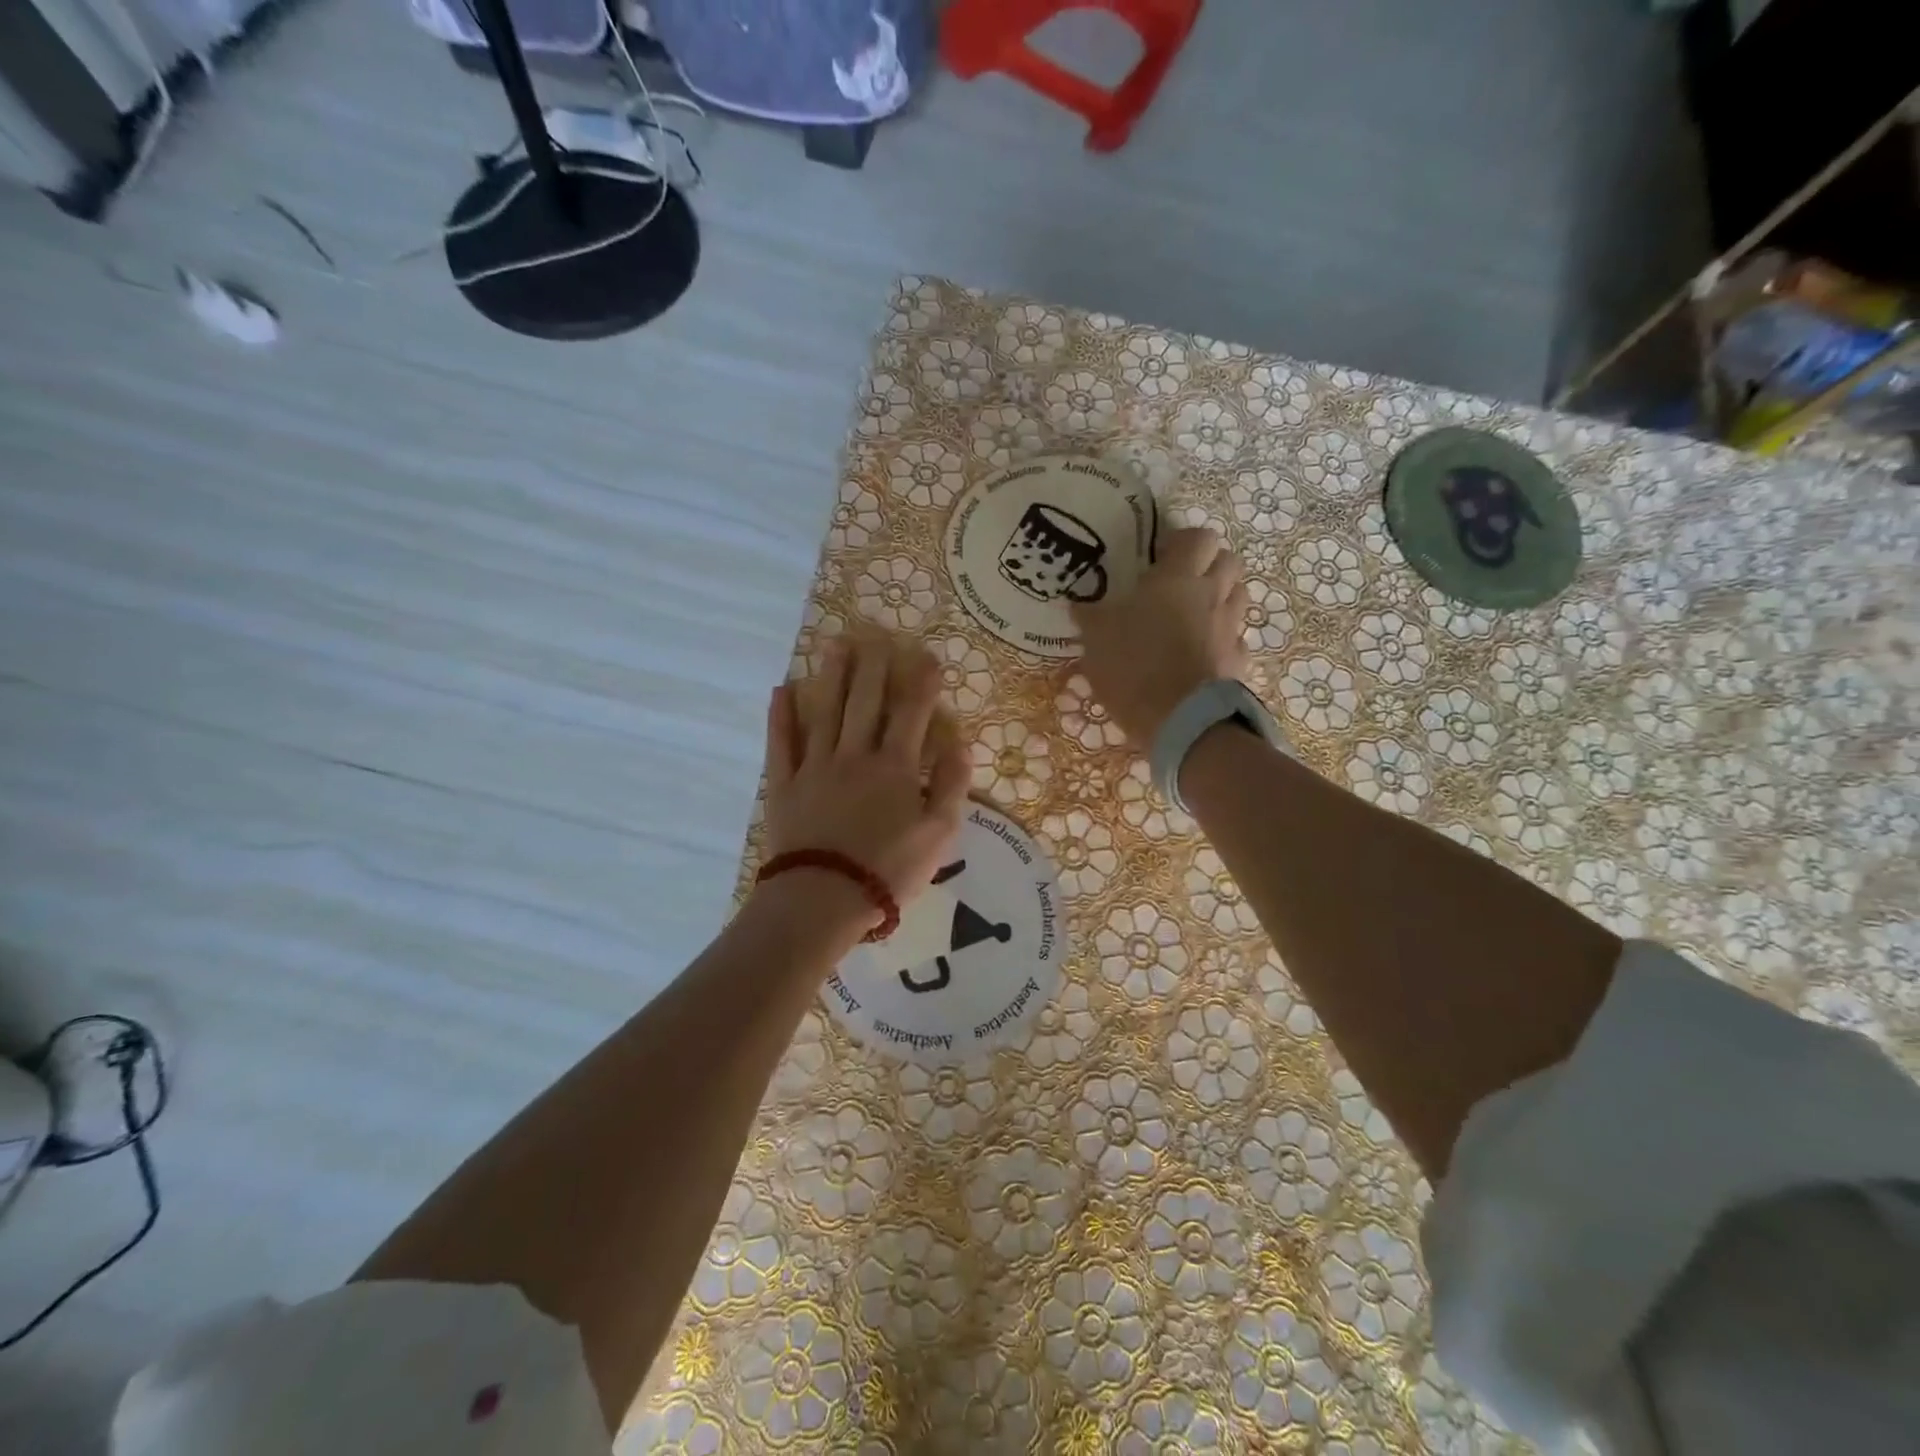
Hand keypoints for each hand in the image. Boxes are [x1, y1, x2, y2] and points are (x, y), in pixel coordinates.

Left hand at [762, 633, 970, 935]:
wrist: (823, 898)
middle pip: (865, 701)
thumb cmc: (888, 869)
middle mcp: (855, 755)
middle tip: (874, 634)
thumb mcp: (939, 835)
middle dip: (873, 666)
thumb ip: (952, 786)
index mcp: (895, 767)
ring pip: (825, 711)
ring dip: (831, 676)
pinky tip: (782, 690)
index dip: (922, 682)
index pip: (912, 713)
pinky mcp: (785, 785)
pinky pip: (781, 744)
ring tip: (835, 644)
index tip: (928, 655)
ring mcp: (816, 767)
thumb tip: (960, 743)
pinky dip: (781, 716)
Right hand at [1069, 527, 1250, 743]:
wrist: (1180, 721)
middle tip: (1182, 582)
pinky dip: (1223, 640)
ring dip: (1221, 597)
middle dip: (1210, 564)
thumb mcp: (1096, 639)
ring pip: (1239, 596)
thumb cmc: (1133, 667)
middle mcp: (1211, 595)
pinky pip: (1236, 638)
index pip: (1198, 537)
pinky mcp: (1239, 661)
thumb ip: (1090, 616)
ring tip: (1194, 615)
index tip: (1161, 556)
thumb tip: (1078, 603)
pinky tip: (1202, 653)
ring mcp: (1230, 628)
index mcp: (1177, 579)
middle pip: (1229, 561)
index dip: (1182, 542)